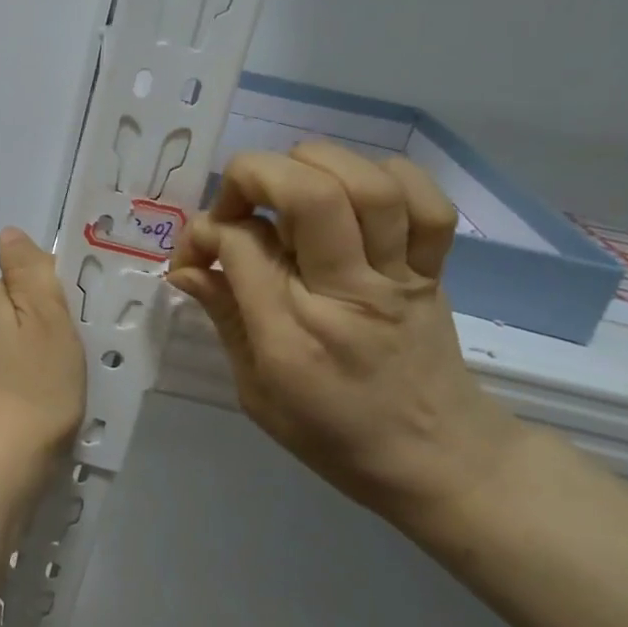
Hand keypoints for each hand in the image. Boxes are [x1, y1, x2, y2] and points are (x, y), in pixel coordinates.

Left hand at [0, 229, 85, 476]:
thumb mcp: (44, 316)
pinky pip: (22, 368)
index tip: (84, 314)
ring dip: (53, 349)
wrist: (7, 461)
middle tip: (87, 345)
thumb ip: (28, 270)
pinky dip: (42, 374)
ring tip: (78, 373)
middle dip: (58, 320)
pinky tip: (59, 395)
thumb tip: (8, 233)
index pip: (29, 274)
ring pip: (26, 339)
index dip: (61, 289)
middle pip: (27, 307)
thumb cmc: (36, 384)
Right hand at [167, 141, 520, 527]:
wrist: (441, 462)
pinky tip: (353, 190)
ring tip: (287, 184)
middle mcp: (348, 293)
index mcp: (293, 335)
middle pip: (308, 195)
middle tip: (236, 202)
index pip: (240, 244)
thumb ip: (224, 317)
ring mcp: (398, 277)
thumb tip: (186, 267)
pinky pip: (427, 204)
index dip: (204, 232)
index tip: (195, 254)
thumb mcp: (256, 391)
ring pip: (368, 185)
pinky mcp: (433, 270)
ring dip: (314, 164)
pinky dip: (388, 177)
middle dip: (254, 175)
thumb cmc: (333, 435)